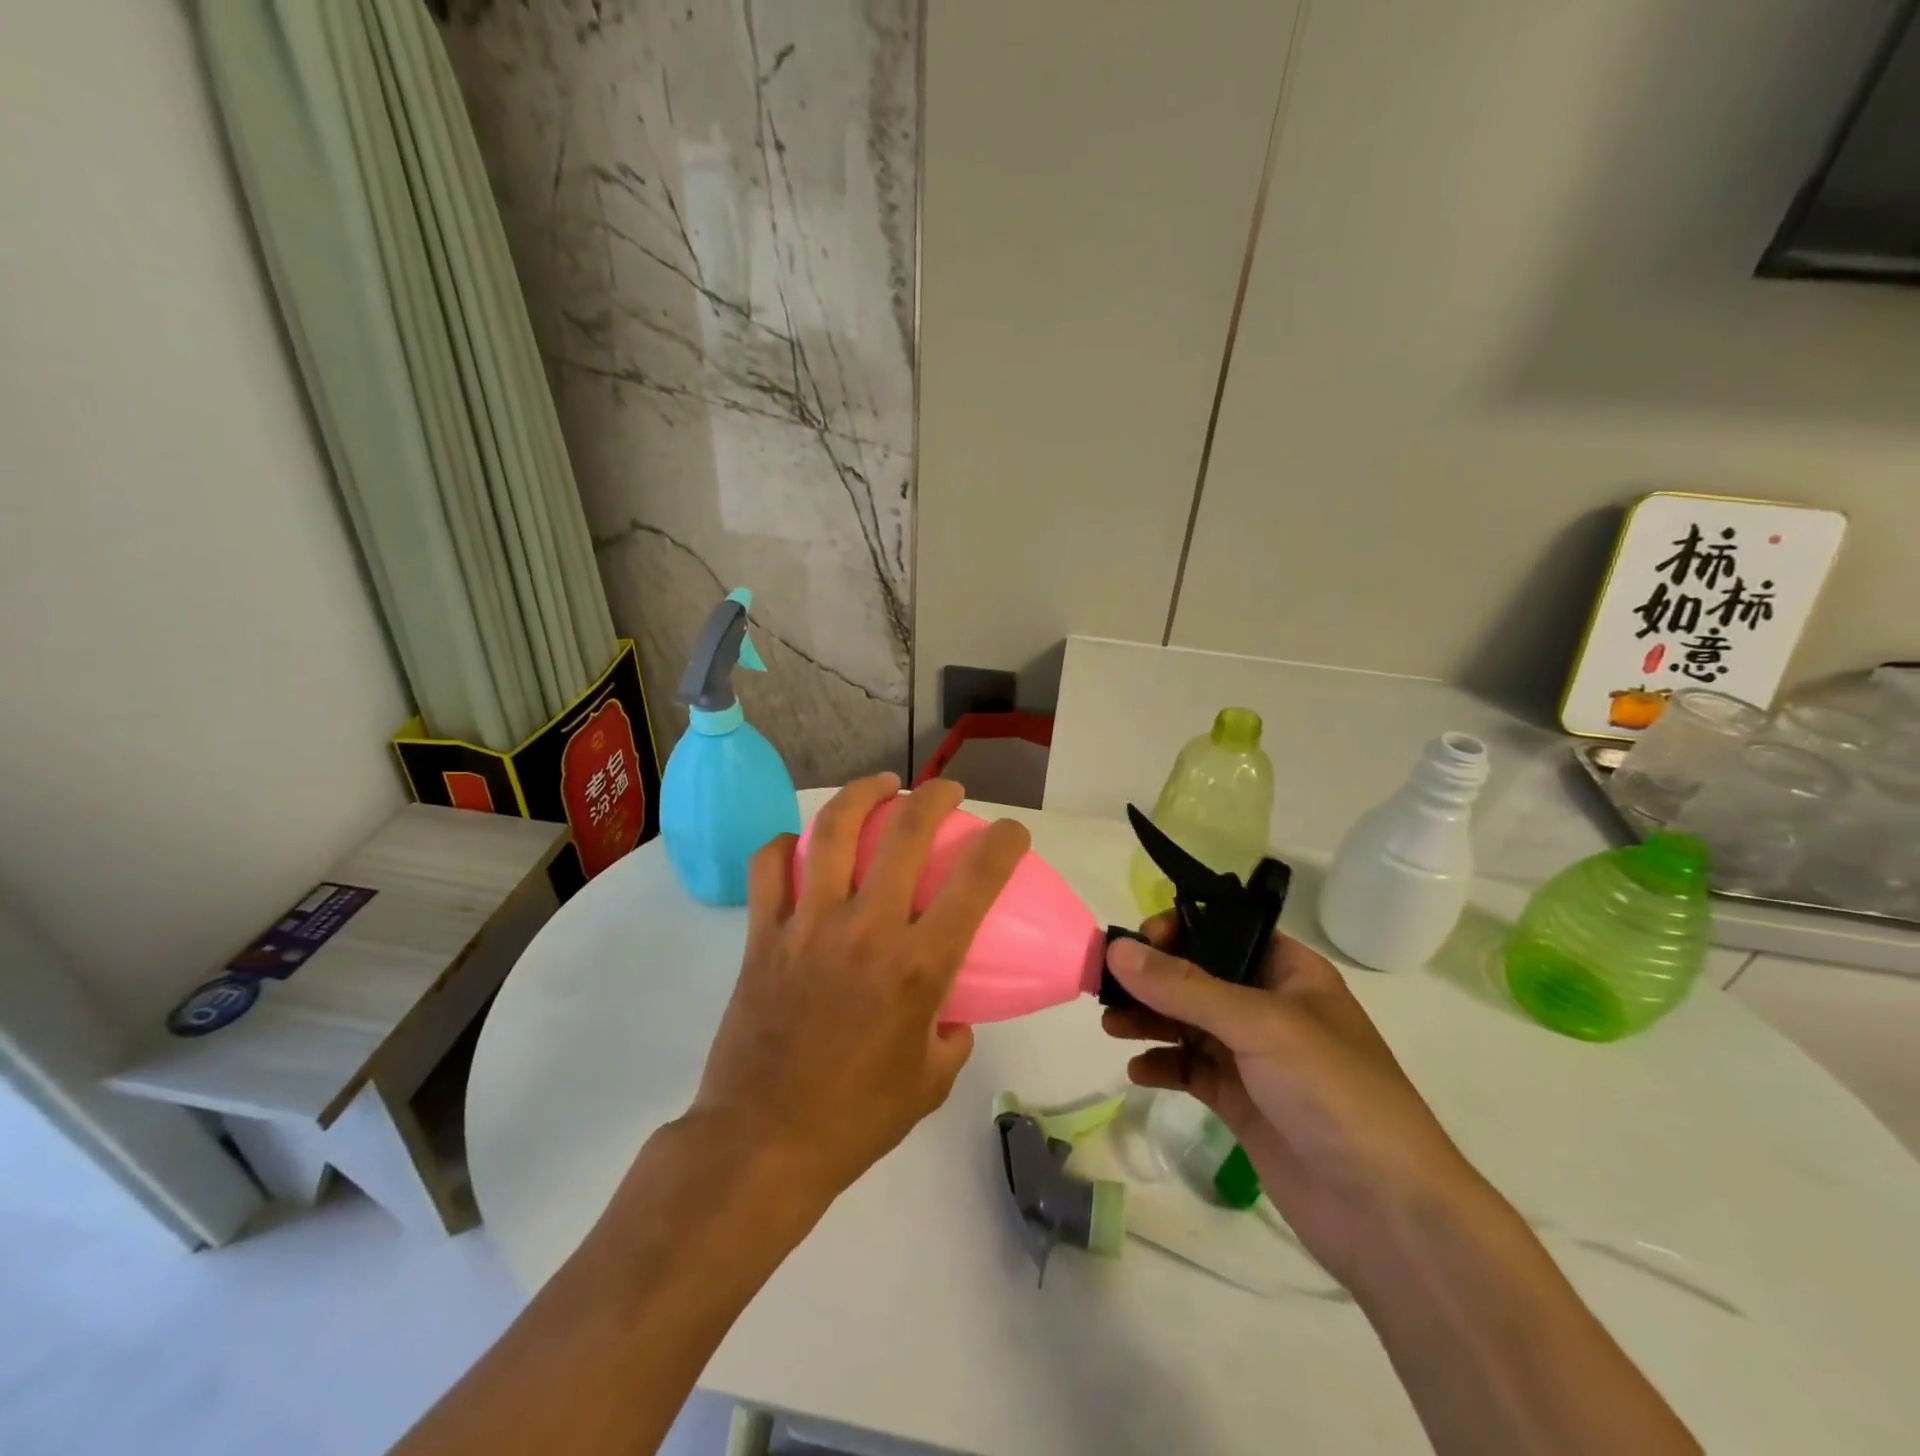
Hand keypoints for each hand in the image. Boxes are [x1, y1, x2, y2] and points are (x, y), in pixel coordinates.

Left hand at [685, 774, 1030, 1199]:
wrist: (763, 1144)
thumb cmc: (856, 1119)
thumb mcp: (930, 1083)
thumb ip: (952, 1034)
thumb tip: (949, 1008)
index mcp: (918, 966)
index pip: (976, 881)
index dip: (1004, 843)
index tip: (1011, 832)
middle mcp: (867, 930)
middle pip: (906, 832)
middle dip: (934, 796)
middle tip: (945, 791)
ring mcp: (808, 925)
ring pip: (834, 832)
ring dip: (862, 795)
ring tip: (879, 786)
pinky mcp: (762, 934)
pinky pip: (770, 867)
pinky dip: (787, 845)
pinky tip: (801, 844)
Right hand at [1102, 922, 1486, 1288]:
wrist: (1388, 1214)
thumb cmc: (1334, 1093)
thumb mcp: (1260, 1025)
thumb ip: (1184, 987)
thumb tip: (1116, 948)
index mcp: (1288, 972)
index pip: (1222, 930)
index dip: (1177, 929)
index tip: (1134, 945)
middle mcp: (1268, 1007)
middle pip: (1196, 976)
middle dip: (1150, 978)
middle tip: (1103, 985)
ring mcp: (1254, 1057)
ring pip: (1186, 1022)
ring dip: (1147, 1019)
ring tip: (1111, 1026)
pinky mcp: (1241, 1102)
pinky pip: (1189, 1069)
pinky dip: (1161, 1064)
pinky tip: (1138, 1071)